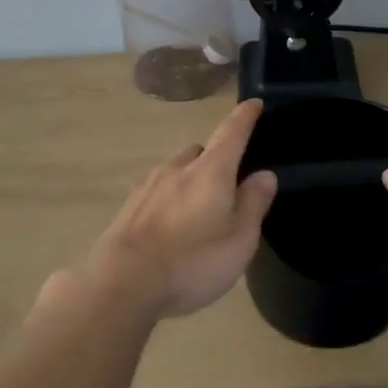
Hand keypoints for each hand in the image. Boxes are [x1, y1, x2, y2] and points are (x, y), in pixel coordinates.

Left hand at [85, 100, 278, 318]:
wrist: (122, 283)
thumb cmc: (192, 261)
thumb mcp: (239, 238)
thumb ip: (253, 203)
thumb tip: (264, 173)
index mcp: (211, 171)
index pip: (232, 132)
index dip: (245, 117)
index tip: (253, 104)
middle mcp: (179, 168)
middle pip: (201, 151)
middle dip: (216, 158)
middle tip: (228, 182)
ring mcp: (149, 185)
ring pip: (177, 169)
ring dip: (191, 178)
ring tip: (199, 207)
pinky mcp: (130, 206)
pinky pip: (158, 190)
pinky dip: (170, 197)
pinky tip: (171, 223)